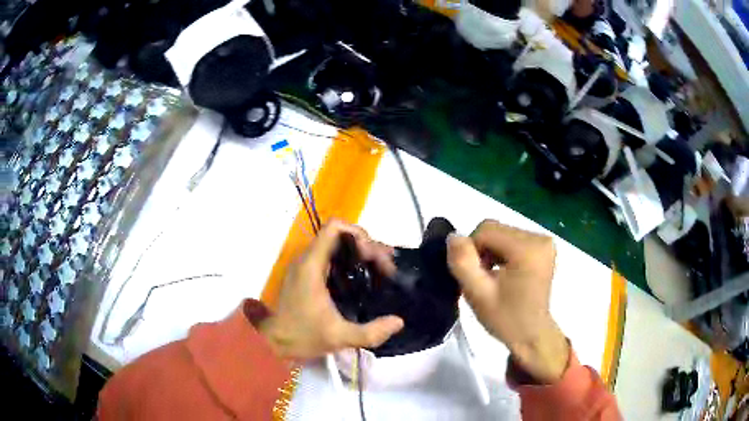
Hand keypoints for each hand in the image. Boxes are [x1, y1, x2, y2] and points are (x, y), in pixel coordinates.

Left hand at [258, 220, 403, 359]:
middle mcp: (308, 259)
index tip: (374, 257)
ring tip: (382, 270)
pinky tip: (365, 277)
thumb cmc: (302, 336)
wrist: (273, 342)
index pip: (335, 228)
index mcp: (312, 265)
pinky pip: (332, 257)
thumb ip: (371, 332)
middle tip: (386, 268)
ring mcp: (307, 266)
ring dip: (361, 253)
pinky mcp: (308, 274)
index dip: (359, 235)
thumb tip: (399, 321)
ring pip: (337, 245)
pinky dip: (351, 261)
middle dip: (367, 246)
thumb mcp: (339, 337)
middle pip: (341, 235)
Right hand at [447, 220, 568, 382]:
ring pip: (503, 233)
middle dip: (482, 250)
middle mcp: (539, 238)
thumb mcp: (477, 294)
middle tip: (482, 278)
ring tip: (493, 276)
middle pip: (496, 229)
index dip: (472, 249)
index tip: (474, 276)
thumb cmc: (506, 319)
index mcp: (527, 249)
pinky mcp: (544, 246)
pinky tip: (504, 272)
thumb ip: (462, 262)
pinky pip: (514, 238)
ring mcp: (544, 241)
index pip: (486, 230)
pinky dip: (503, 251)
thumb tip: (453, 236)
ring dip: (491, 251)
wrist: (532, 335)